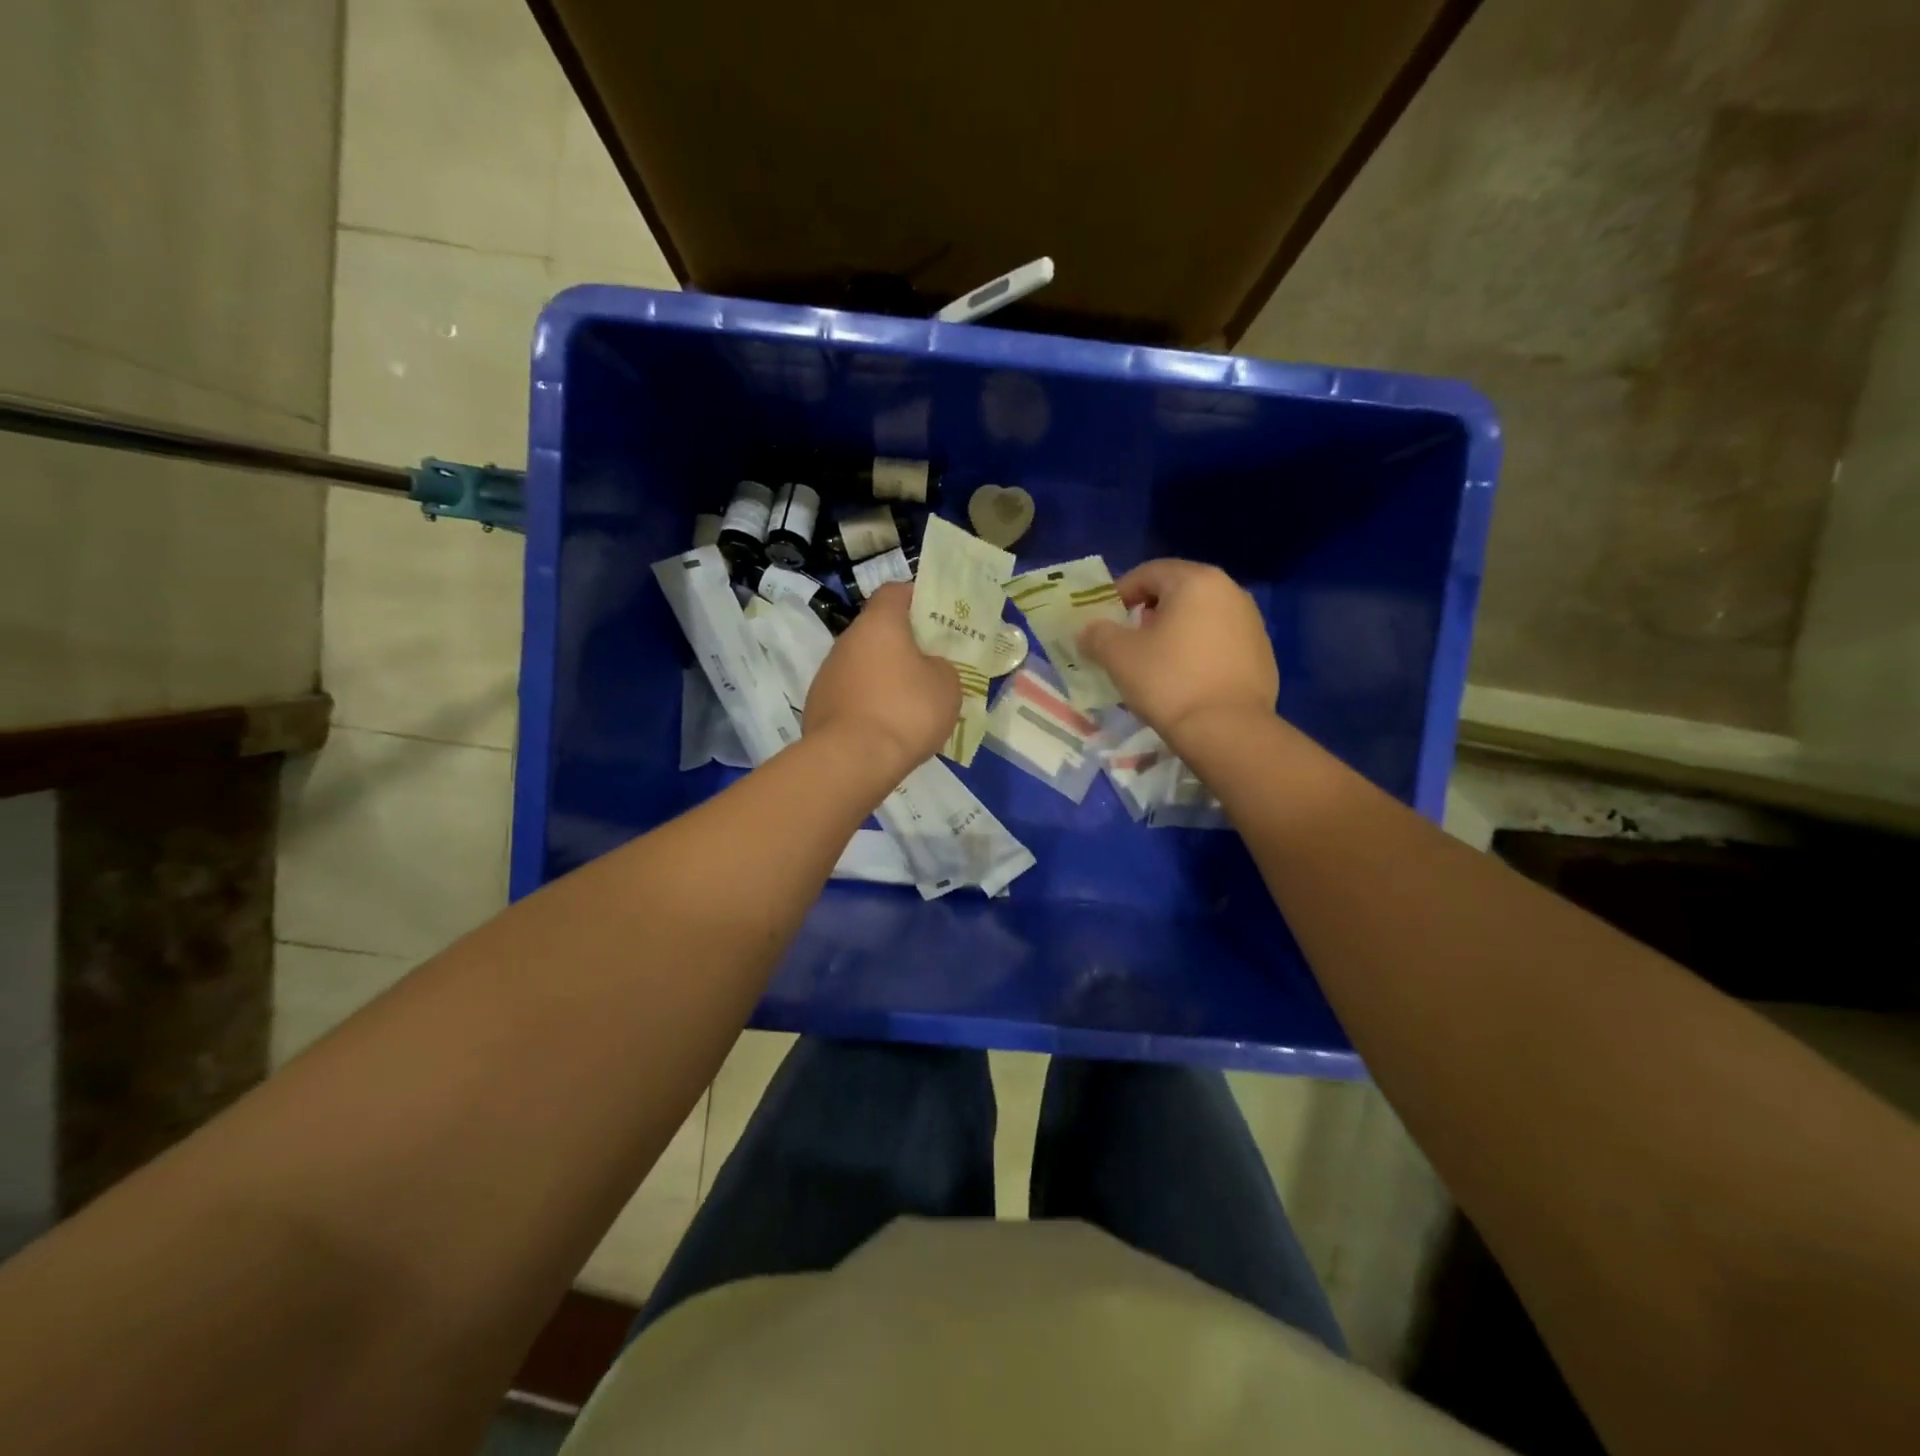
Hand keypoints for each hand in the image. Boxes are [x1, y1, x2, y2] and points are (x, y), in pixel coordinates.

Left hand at [805, 582, 959, 769]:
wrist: (851, 760)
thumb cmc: (906, 711)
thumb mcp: (947, 686)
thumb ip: (941, 666)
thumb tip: (928, 668)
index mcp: (879, 623)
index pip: (895, 592)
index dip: (916, 599)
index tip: (936, 618)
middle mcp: (847, 640)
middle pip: (877, 631)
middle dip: (903, 645)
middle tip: (930, 665)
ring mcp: (827, 673)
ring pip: (863, 665)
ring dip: (884, 676)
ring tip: (910, 704)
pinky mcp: (818, 705)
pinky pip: (851, 695)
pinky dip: (868, 703)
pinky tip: (886, 727)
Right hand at [1078, 559, 1277, 745]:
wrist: (1227, 730)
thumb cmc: (1168, 681)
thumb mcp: (1118, 655)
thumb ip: (1097, 634)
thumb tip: (1088, 630)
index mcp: (1196, 581)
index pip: (1149, 572)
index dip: (1121, 592)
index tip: (1106, 618)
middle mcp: (1230, 591)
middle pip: (1178, 592)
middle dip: (1149, 611)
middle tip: (1129, 639)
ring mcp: (1252, 623)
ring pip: (1201, 617)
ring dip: (1176, 631)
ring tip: (1156, 661)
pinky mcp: (1262, 654)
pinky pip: (1220, 642)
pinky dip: (1199, 651)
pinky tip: (1186, 680)